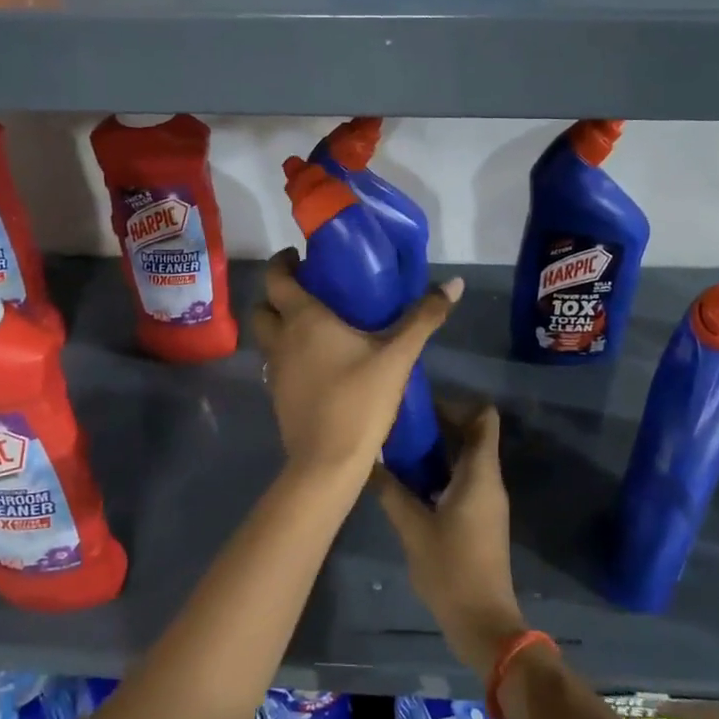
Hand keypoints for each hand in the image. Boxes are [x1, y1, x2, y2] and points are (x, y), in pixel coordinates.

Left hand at [250, 249, 462, 480]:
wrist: (327, 462)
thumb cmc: (360, 400)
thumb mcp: (398, 356)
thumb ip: (424, 318)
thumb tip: (455, 283)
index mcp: (303, 319)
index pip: (276, 277)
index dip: (283, 262)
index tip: (300, 257)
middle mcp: (281, 339)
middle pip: (262, 306)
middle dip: (278, 295)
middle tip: (309, 292)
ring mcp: (274, 369)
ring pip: (266, 337)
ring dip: (280, 325)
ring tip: (314, 327)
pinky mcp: (276, 395)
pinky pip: (275, 363)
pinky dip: (287, 354)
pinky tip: (317, 363)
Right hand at [377, 404, 527, 679]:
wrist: (483, 622)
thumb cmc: (451, 569)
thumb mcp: (413, 528)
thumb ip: (390, 490)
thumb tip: (367, 460)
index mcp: (480, 474)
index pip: (484, 417)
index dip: (456, 404)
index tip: (421, 408)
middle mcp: (488, 480)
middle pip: (471, 435)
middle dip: (437, 426)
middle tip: (399, 427)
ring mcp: (486, 501)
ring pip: (464, 459)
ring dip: (435, 451)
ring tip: (397, 452)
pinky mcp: (480, 519)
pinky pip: (462, 480)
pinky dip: (439, 473)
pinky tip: (408, 484)